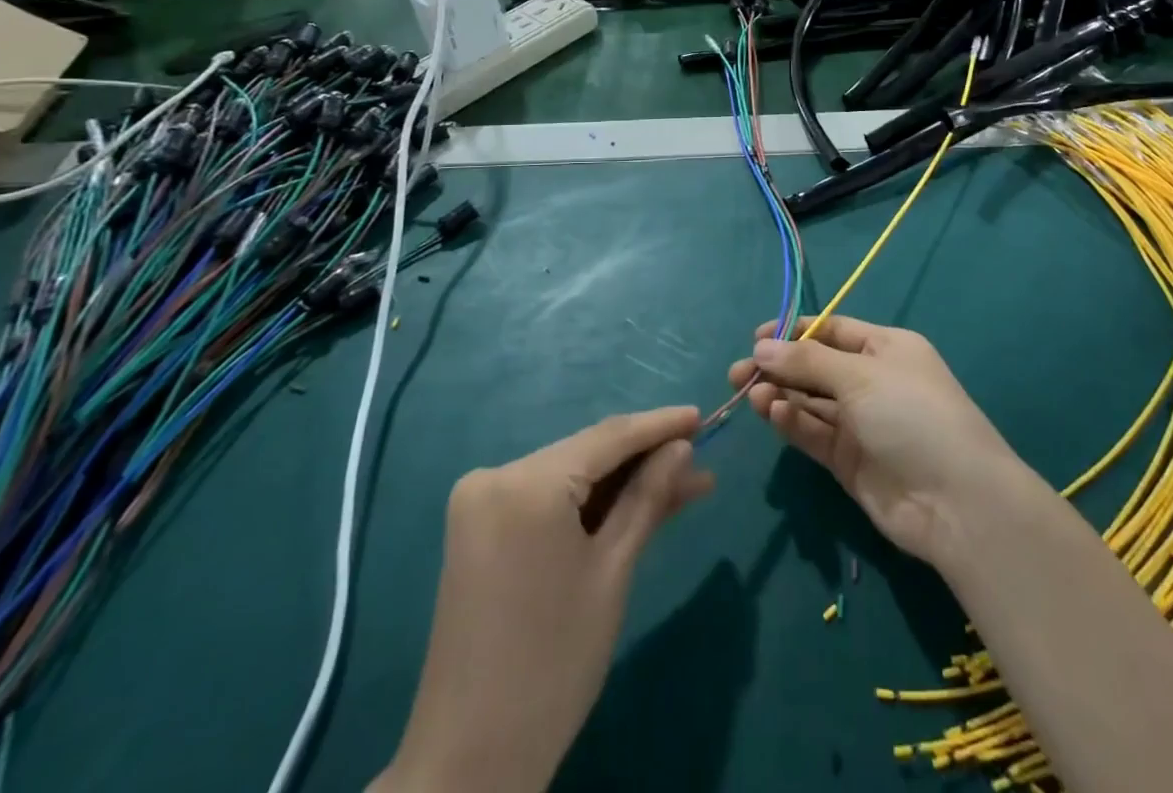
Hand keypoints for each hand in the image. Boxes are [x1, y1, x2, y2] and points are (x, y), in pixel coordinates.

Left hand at [375, 407, 713, 792]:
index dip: (659, 425)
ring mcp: (482, 502)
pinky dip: (590, 504)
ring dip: (622, 483)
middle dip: (645, 458)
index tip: (702, 415)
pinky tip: (636, 505)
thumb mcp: (612, 572)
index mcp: (525, 483)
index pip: (607, 438)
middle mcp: (496, 476)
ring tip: (685, 484)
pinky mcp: (480, 528)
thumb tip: (682, 447)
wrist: (470, 761)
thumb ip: (647, 498)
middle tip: (701, 458)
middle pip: (587, 454)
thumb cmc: (553, 663)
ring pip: (570, 477)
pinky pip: (548, 500)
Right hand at [728, 317, 1030, 565]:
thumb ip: (807, 361)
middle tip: (737, 373)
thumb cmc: (912, 415)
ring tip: (750, 394)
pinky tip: (772, 414)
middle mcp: (872, 381)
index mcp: (886, 348)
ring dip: (780, 395)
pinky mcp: (849, 461)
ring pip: (810, 401)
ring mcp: (861, 423)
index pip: (832, 331)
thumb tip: (761, 346)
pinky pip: (814, 433)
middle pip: (816, 366)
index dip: (794, 332)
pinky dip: (792, 423)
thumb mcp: (860, 376)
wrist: (956, 503)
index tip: (756, 338)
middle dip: (778, 366)